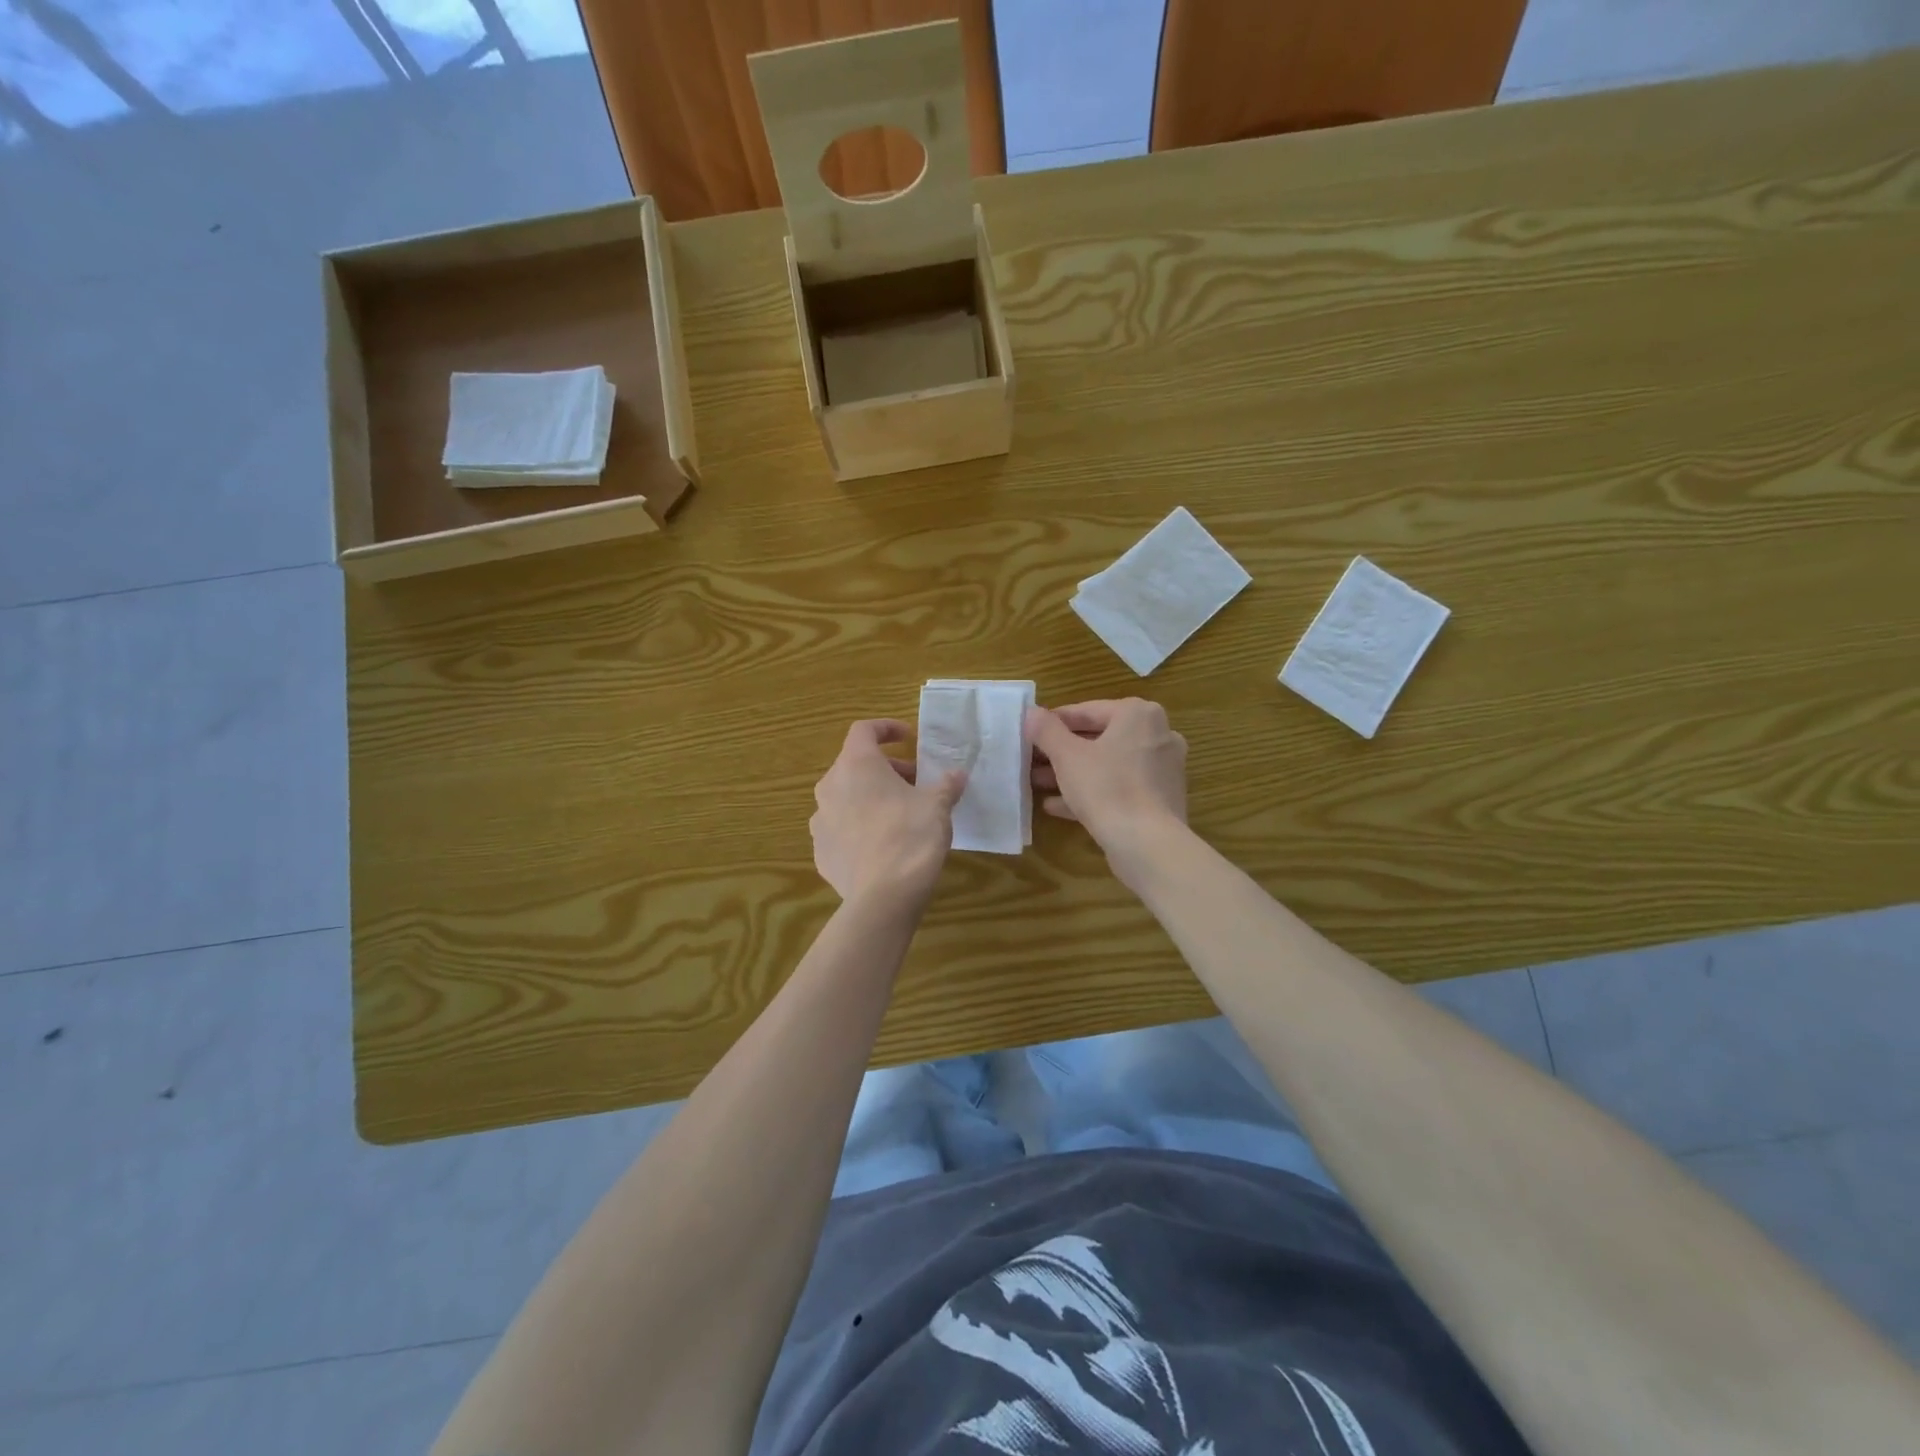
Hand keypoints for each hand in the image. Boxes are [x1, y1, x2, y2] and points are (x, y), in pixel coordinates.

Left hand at [811, 720, 967, 907]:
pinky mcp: (820, 851)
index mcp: (856, 765)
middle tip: (915, 783)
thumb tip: (957, 774)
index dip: (886, 729)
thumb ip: (946, 784)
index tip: (908, 737)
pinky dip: (859, 826)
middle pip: (855, 765)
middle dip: (886, 769)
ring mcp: (820, 820)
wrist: (883, 897)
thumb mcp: (937, 806)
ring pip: (846, 797)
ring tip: (899, 814)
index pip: (864, 730)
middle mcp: (830, 786)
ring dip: (870, 797)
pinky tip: (882, 845)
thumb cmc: (911, 837)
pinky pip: (840, 828)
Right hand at [1026, 699, 1187, 883]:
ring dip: (1072, 773)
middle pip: (1098, 738)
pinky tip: (1056, 805)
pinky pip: (1118, 787)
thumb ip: (1046, 730)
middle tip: (1030, 760)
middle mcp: (1157, 735)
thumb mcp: (1067, 756)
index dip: (1052, 723)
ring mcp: (1161, 769)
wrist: (1147, 844)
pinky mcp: (1159, 798)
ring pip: (1107, 764)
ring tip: (1036, 783)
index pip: (1086, 710)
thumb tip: (1031, 712)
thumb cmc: (1107, 788)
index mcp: (1138, 714)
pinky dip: (1091, 792)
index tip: (1028, 734)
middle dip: (1061, 751)